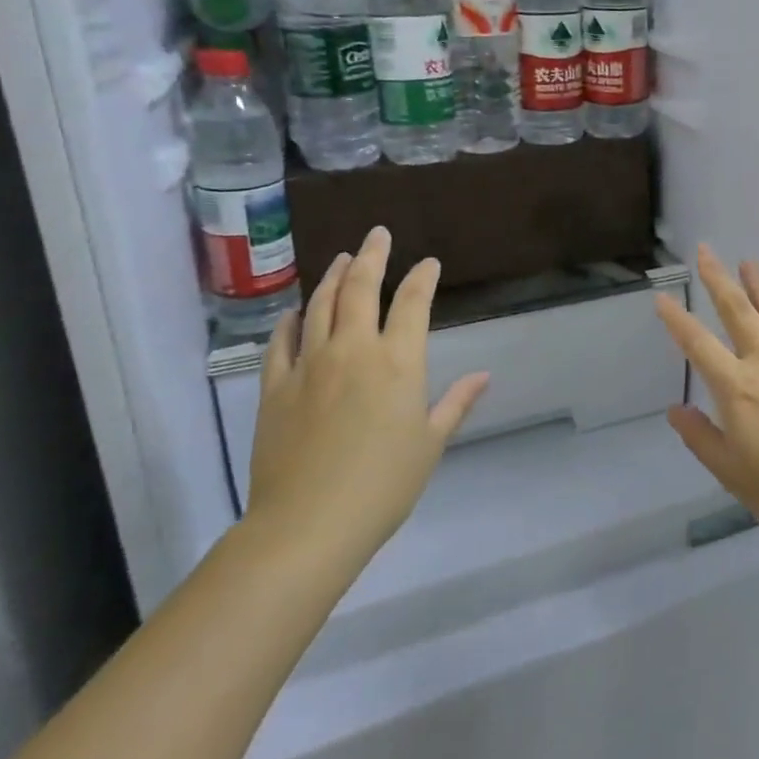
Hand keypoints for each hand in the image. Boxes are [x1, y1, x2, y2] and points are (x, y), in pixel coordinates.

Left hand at [246, 226, 489, 581]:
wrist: (308, 524)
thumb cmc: (383, 485)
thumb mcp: (430, 443)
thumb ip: (456, 403)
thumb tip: (484, 375)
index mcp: (398, 362)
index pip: (413, 303)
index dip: (423, 277)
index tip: (429, 263)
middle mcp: (354, 350)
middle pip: (362, 288)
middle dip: (373, 256)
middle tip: (378, 234)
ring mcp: (310, 364)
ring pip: (321, 305)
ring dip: (334, 276)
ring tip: (343, 258)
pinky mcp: (275, 386)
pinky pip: (282, 341)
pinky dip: (291, 320)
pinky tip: (295, 310)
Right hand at [654, 246, 758, 556]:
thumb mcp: (732, 474)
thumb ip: (701, 438)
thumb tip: (676, 409)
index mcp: (737, 389)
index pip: (698, 344)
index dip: (677, 320)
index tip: (662, 297)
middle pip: (738, 311)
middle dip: (718, 278)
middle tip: (706, 251)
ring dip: (758, 284)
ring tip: (747, 262)